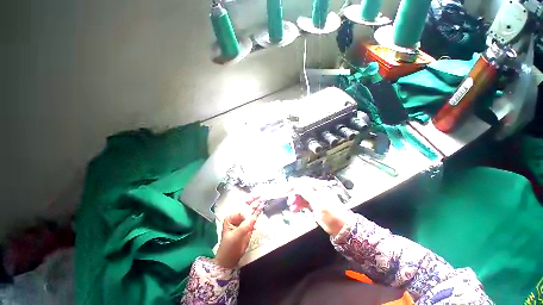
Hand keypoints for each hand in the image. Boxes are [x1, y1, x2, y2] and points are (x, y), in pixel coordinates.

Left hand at [214, 197, 261, 268]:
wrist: (229, 260)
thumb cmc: (229, 247)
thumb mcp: (235, 237)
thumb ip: (245, 226)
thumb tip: (254, 217)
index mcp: (231, 217)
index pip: (242, 209)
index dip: (250, 206)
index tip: (258, 201)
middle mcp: (237, 217)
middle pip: (247, 208)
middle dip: (254, 201)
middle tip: (261, 195)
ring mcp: (243, 221)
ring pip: (251, 211)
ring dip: (257, 205)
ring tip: (263, 199)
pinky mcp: (248, 226)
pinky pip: (254, 217)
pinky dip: (258, 212)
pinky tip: (262, 206)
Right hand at [288, 177, 350, 236]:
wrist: (342, 227)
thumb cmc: (330, 213)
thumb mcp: (317, 201)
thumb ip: (305, 191)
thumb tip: (295, 182)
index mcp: (318, 187)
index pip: (303, 182)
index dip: (294, 185)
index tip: (286, 190)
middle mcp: (316, 191)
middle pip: (302, 189)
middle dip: (295, 195)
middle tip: (289, 201)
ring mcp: (316, 198)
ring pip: (302, 197)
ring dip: (296, 201)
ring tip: (292, 209)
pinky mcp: (315, 206)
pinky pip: (305, 203)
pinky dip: (299, 206)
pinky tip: (295, 211)